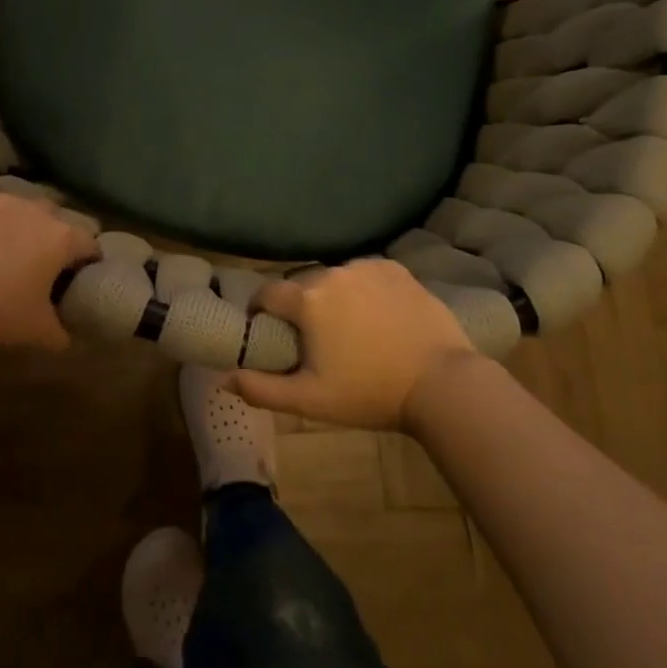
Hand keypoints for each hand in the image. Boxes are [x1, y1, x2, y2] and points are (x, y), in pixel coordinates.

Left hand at [0, 178, 97, 350]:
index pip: (90, 244)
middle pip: (60, 217)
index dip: (89, 259)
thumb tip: (67, 339)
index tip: (82, 273)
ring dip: (26, 215)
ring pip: (26, 200)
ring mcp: (6, 201)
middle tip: (45, 259)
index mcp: (63, 240)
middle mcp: (40, 212)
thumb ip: (60, 333)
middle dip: (57, 234)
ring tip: (15, 236)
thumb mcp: (38, 330)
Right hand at [229, 259, 478, 430]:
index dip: (261, 312)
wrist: (443, 384)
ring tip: (350, 329)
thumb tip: (223, 377)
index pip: (267, 294)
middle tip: (314, 340)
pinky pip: (365, 275)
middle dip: (300, 307)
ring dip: (332, 298)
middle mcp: (333, 273)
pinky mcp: (397, 270)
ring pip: (334, 279)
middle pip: (302, 286)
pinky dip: (363, 290)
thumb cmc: (370, 393)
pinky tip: (377, 317)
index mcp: (307, 299)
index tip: (269, 332)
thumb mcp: (310, 400)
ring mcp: (367, 267)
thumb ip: (262, 388)